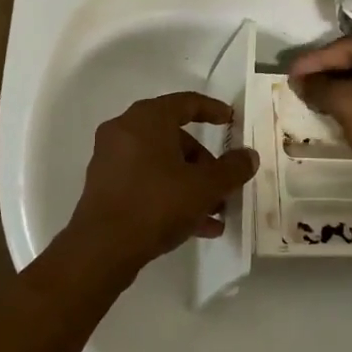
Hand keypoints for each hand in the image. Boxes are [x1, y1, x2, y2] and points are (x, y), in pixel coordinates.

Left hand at [60, 92, 259, 277]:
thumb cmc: (156, 204)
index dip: (213, 110)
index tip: (232, 121)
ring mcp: (112, 159)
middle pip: (175, 137)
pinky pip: (146, 181)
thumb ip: (232, 169)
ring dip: (191, 184)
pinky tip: (197, 226)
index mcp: (147, 119)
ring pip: (162, 163)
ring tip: (216, 212)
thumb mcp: (204, 187)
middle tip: (225, 184)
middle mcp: (125, 131)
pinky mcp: (106, 186)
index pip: (186, 103)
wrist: (102, 249)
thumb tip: (249, 156)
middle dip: (204, 162)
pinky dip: (170, 195)